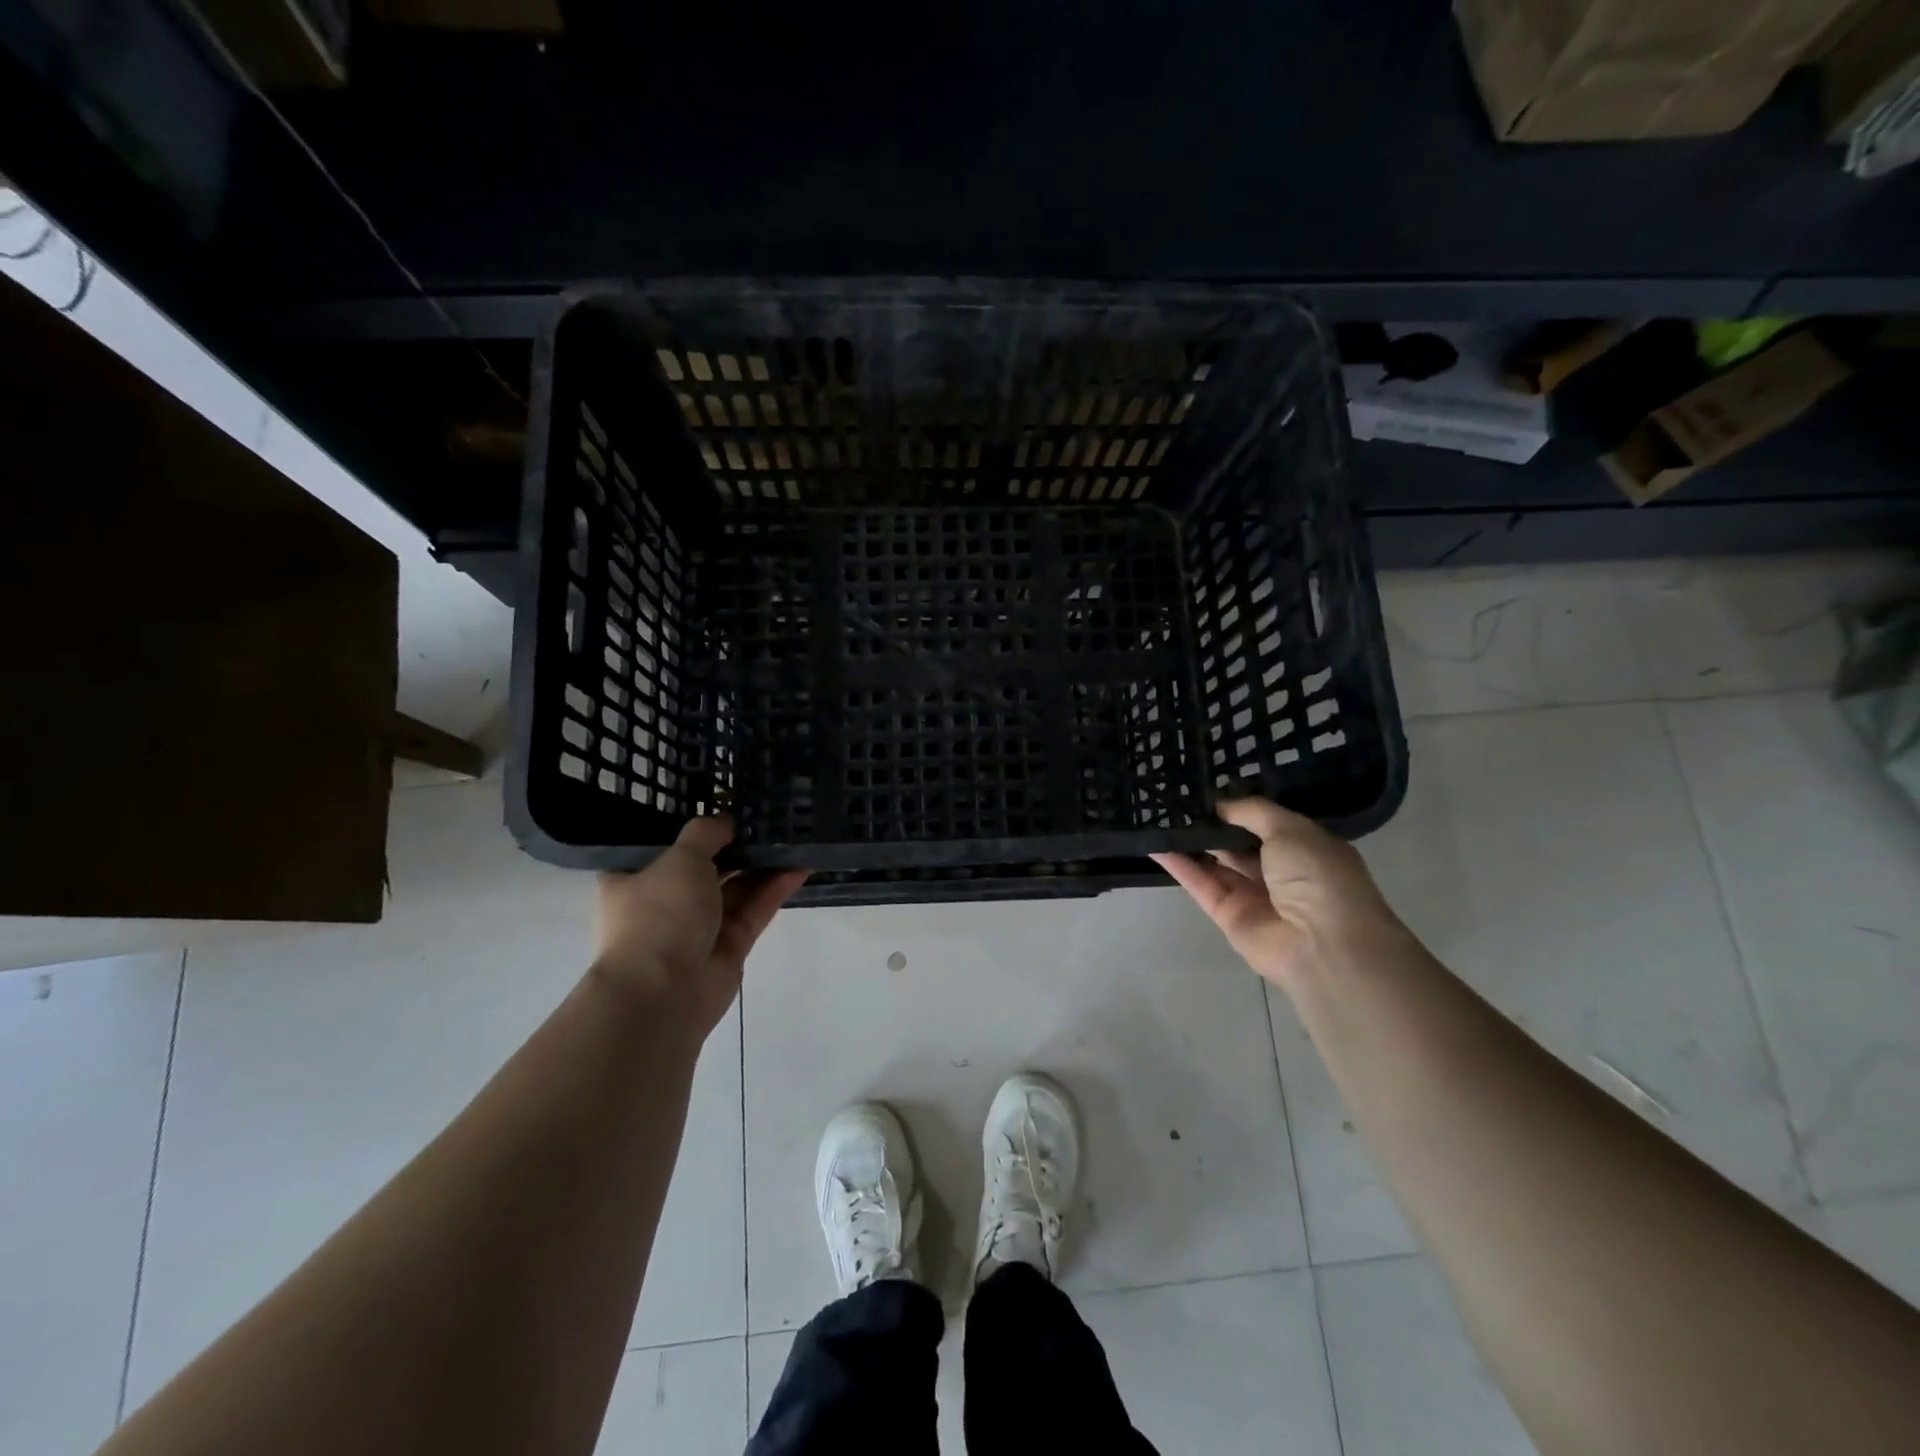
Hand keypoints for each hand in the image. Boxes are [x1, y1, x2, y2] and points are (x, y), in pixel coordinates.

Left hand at [593, 816, 807, 1038]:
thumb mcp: (680, 858)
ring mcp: (699, 924)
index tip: (722, 804)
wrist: (664, 994)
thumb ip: (706, 833)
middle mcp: (665, 900)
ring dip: (762, 865)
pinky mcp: (730, 944)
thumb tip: (726, 821)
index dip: (692, 826)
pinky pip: (755, 908)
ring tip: (793, 836)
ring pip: (736, 887)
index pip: (663, 844)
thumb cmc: (659, 915)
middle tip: (768, 816)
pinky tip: (801, 866)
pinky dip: (775, 889)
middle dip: (736, 844)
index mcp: (635, 878)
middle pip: (707, 864)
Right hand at [1152, 798, 1405, 993]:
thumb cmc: (1318, 878)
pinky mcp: (1227, 914)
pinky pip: (1199, 883)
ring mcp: (1252, 895)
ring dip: (1191, 841)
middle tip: (1177, 798)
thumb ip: (1253, 812)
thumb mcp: (1291, 830)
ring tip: (1159, 814)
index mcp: (1305, 849)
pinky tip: (1155, 842)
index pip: (1267, 823)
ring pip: (1215, 862)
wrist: (1322, 945)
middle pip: (1238, 843)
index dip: (1239, 807)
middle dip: (1212, 823)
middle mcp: (1280, 872)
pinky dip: (1178, 864)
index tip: (1209, 789)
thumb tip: (1220, 805)